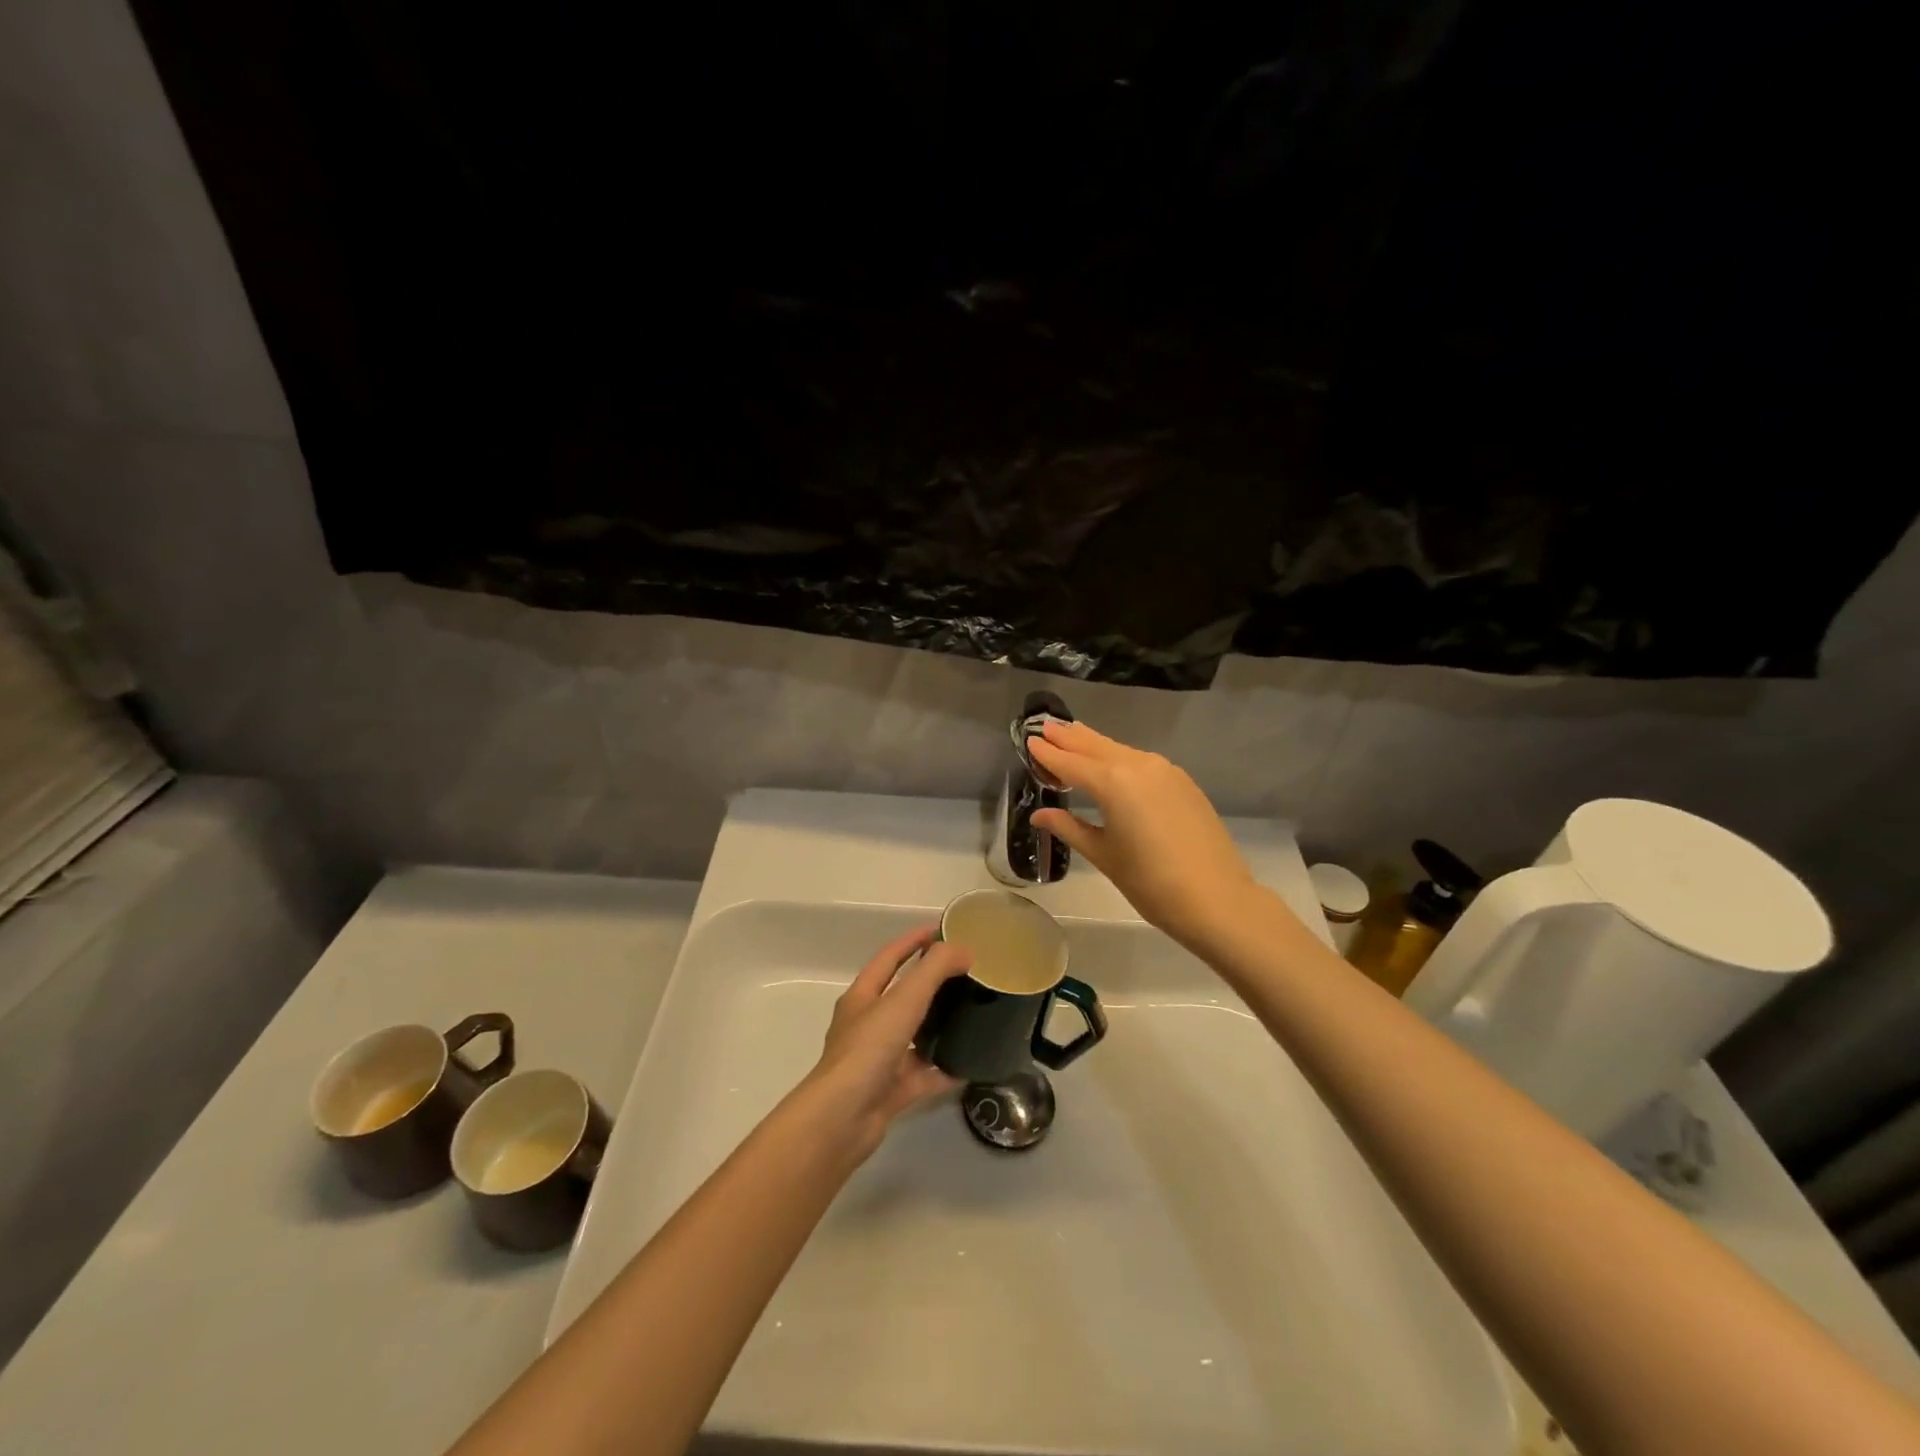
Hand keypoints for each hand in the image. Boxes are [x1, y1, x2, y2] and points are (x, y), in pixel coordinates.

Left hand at [796, 926, 970, 1160]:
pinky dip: (944, 1069)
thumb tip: (964, 951)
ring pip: (913, 1035)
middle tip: (965, 972)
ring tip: (971, 1014)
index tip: (941, 929)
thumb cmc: (868, 1049)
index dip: (913, 940)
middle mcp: (867, 1025)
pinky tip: (970, 1064)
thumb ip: (934, 970)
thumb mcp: (903, 1000)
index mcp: (862, 997)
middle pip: (902, 995)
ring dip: (938, 1025)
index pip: (889, 957)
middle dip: (930, 982)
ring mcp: (878, 1059)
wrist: (842, 1120)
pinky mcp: (890, 1091)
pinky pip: (923, 1075)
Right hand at [1029, 720, 1258, 947]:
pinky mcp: (1182, 782)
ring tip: (1073, 735)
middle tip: (1046, 727)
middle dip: (1069, 738)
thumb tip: (1040, 814)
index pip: (1070, 762)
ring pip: (1120, 750)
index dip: (1048, 754)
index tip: (1029, 741)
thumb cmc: (1150, 882)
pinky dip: (1119, 757)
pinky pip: (1141, 762)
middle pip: (1095, 746)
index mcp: (1113, 782)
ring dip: (1095, 744)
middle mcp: (1138, 765)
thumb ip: (1070, 827)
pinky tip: (1112, 764)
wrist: (1217, 899)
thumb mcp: (1104, 855)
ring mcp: (1165, 770)